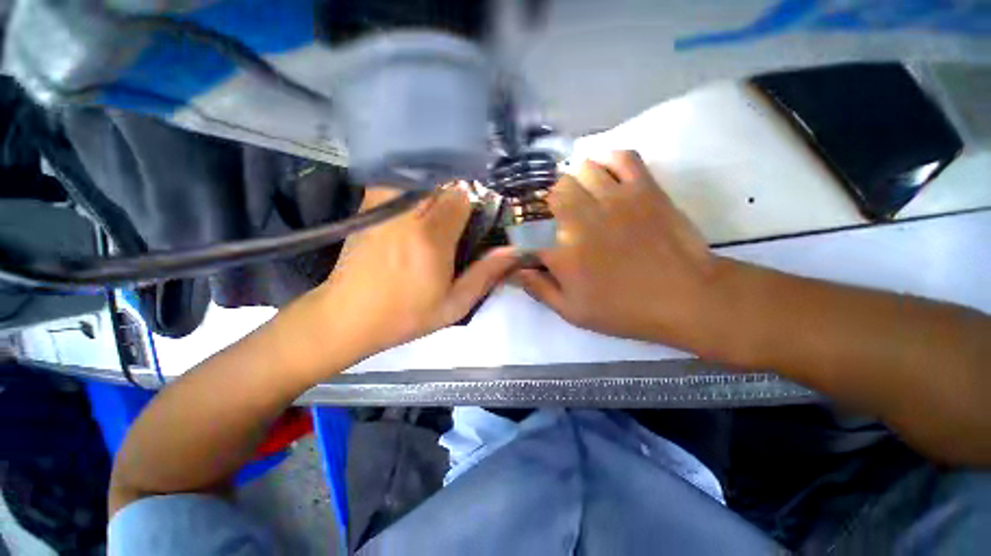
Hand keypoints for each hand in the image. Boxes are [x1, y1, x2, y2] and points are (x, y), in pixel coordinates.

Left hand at [298, 185, 517, 365]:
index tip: (477, 220)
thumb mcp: (454, 305)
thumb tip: (514, 250)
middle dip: (457, 196)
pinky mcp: (368, 207)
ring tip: (437, 214)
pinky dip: (412, 188)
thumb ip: (486, 275)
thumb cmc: (406, 316)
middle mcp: (407, 214)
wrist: (347, 317)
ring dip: (435, 189)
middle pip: (443, 182)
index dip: (475, 204)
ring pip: (420, 177)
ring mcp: (383, 206)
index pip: (462, 196)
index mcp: (432, 237)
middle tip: (459, 220)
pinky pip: (397, 183)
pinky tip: (414, 211)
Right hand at [514, 151, 730, 353]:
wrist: (685, 298)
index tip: (535, 242)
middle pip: (553, 193)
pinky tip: (607, 177)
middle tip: (560, 219)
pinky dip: (609, 161)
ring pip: (581, 170)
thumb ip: (540, 290)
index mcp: (563, 252)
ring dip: (576, 183)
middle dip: (550, 205)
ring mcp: (615, 199)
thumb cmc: (624, 310)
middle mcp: (582, 220)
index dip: (528, 235)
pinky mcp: (644, 189)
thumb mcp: (573, 313)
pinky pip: (621, 157)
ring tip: (582, 198)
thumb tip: (515, 272)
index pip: (529, 232)